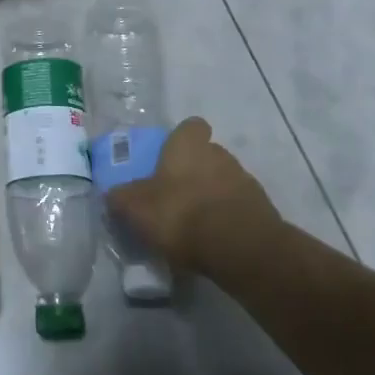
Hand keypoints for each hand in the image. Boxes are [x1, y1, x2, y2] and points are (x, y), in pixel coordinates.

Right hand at [107, 117, 283, 273]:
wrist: (240, 248)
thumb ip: (122, 198)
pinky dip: (226, 219)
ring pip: (223, 181)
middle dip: (193, 171)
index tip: (168, 158)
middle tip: (175, 196)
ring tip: (194, 225)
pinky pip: (237, 207)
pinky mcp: (261, 209)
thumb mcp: (135, 208)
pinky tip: (212, 241)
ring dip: (211, 196)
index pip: (191, 126)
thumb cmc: (181, 214)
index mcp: (189, 145)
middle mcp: (220, 154)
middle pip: (206, 155)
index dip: (181, 139)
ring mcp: (245, 181)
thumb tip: (113, 194)